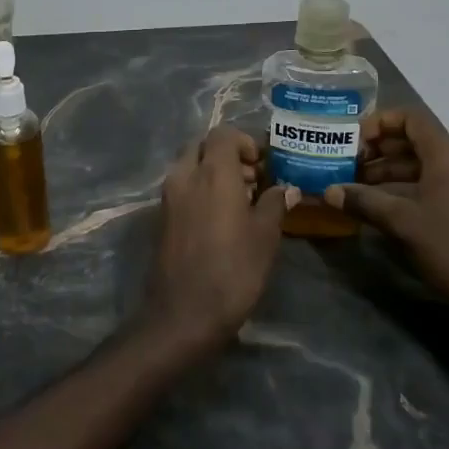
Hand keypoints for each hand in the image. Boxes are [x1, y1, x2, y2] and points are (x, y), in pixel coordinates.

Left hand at [144, 126, 293, 351]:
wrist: (183, 314)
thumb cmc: (232, 271)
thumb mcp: (265, 237)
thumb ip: (275, 204)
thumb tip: (286, 188)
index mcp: (212, 172)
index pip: (224, 134)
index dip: (246, 142)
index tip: (264, 165)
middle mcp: (185, 176)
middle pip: (204, 146)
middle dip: (228, 155)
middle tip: (254, 180)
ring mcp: (168, 197)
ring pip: (190, 166)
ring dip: (214, 172)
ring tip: (242, 201)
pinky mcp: (161, 217)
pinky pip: (182, 188)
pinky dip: (200, 189)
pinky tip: (222, 218)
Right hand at [324, 109, 448, 323]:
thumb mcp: (402, 223)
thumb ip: (364, 202)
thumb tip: (329, 192)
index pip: (412, 119)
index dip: (380, 123)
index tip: (354, 141)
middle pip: (416, 141)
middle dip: (380, 150)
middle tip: (349, 165)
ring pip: (424, 166)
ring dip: (390, 172)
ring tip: (358, 187)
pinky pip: (435, 184)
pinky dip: (407, 188)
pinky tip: (384, 206)